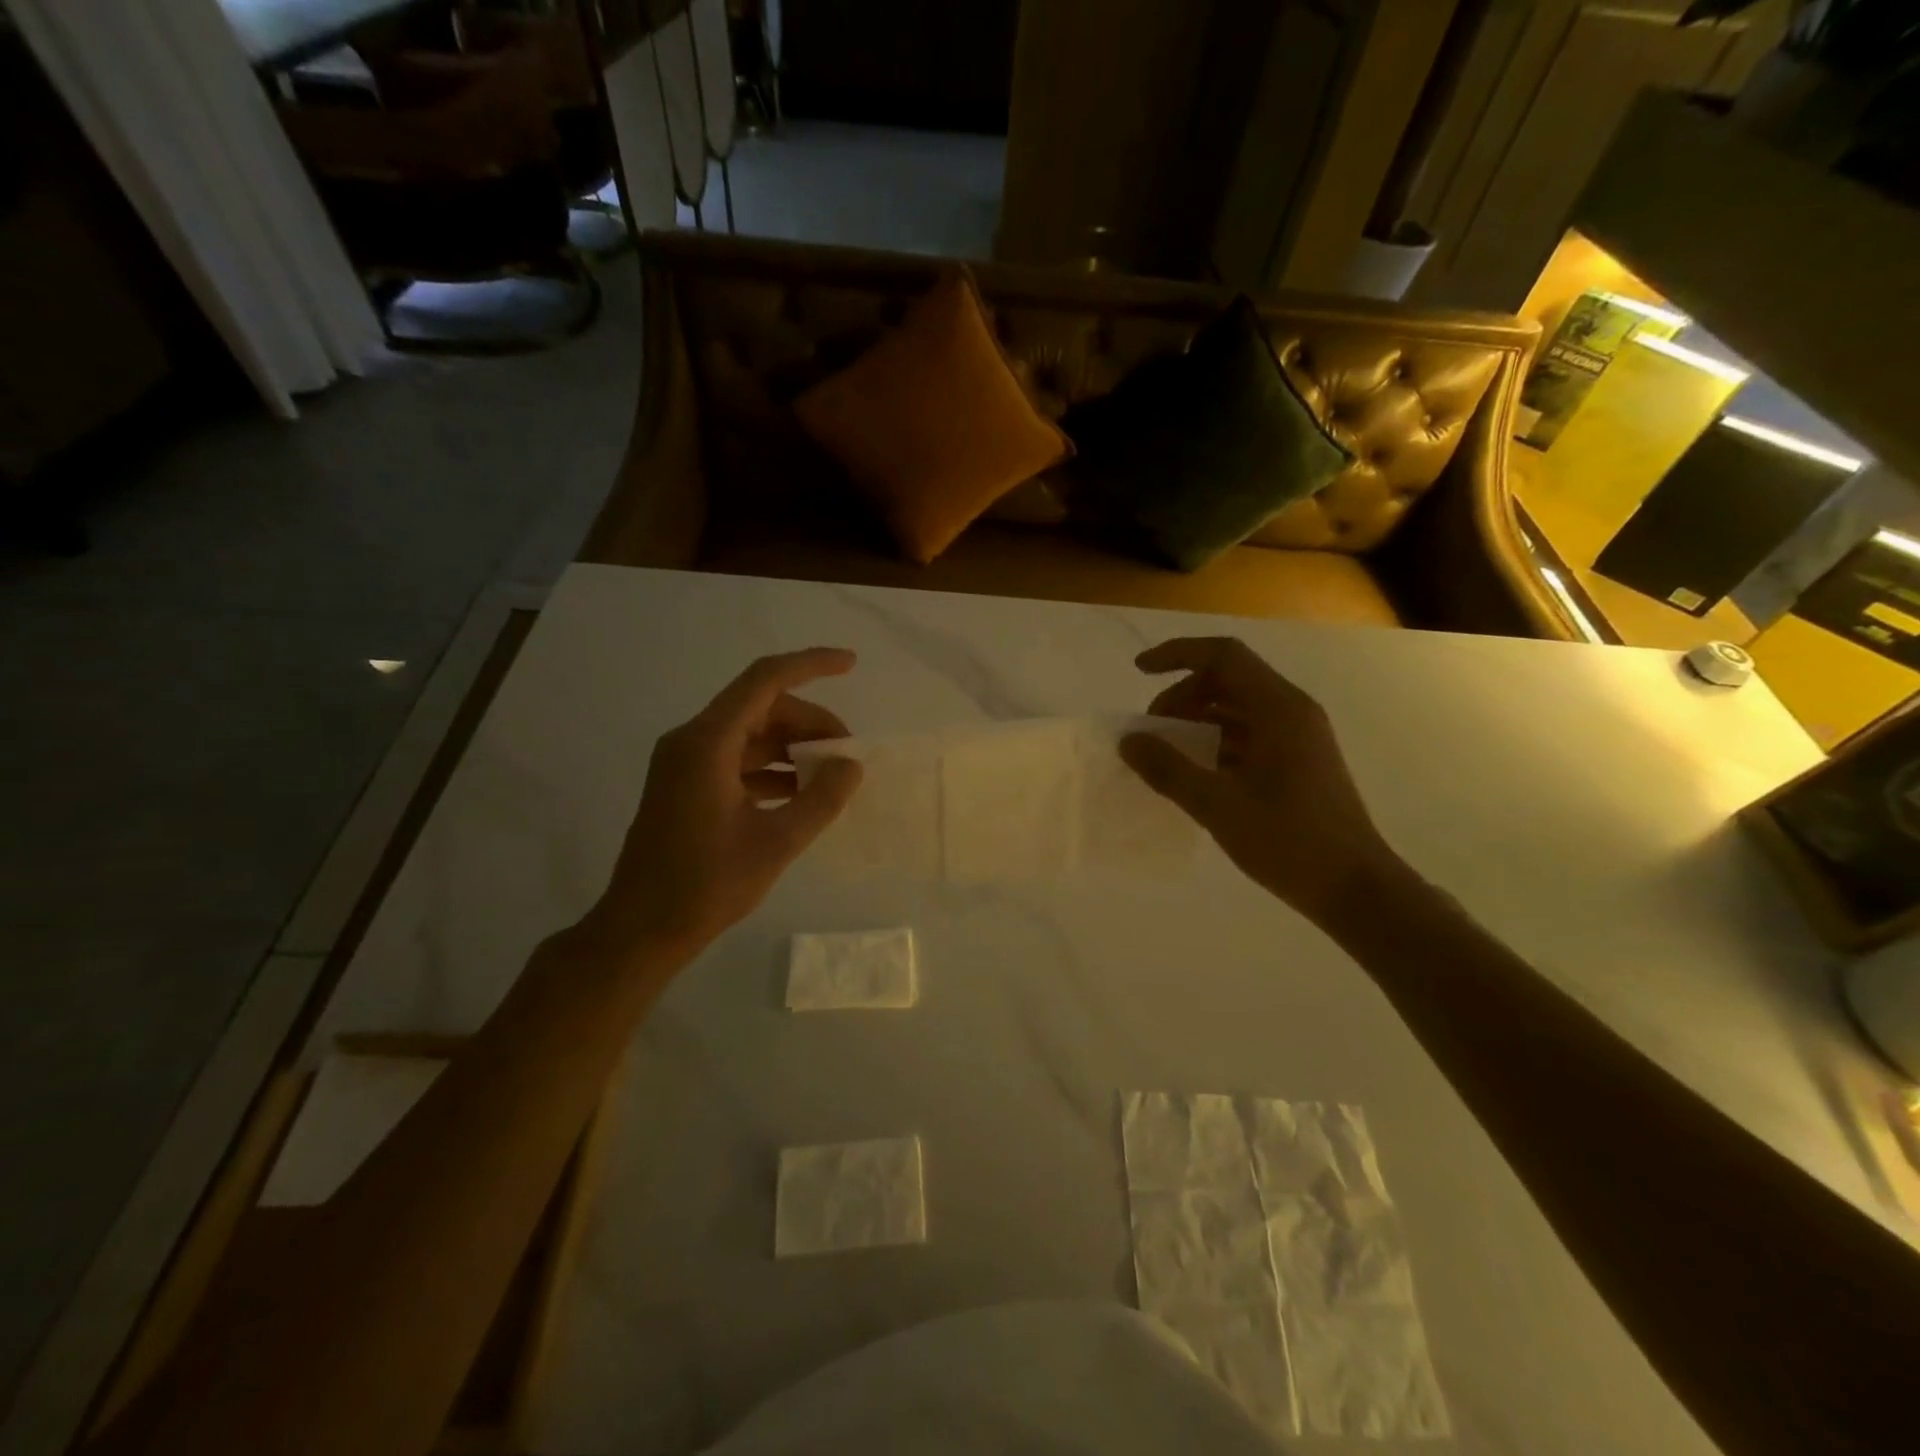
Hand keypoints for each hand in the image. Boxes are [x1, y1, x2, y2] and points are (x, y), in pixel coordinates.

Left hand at [579, 649, 863, 961]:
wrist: (640, 929)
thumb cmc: (705, 885)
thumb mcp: (776, 843)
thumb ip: (821, 799)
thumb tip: (851, 765)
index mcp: (707, 742)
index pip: (765, 680)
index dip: (811, 664)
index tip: (851, 663)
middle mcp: (692, 741)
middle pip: (761, 707)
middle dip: (809, 721)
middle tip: (846, 754)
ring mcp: (686, 764)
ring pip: (751, 734)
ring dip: (792, 746)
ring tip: (831, 775)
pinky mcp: (687, 787)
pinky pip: (738, 760)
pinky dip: (772, 768)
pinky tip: (800, 793)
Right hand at [1120, 637, 1401, 925]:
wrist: (1354, 888)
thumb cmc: (1288, 841)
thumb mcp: (1217, 805)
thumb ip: (1168, 769)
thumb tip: (1129, 740)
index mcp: (1279, 708)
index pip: (1223, 656)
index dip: (1177, 655)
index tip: (1138, 670)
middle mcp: (1292, 712)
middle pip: (1228, 680)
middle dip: (1182, 695)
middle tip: (1151, 731)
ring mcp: (1299, 737)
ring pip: (1238, 709)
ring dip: (1197, 720)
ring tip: (1166, 753)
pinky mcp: (1299, 762)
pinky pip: (1249, 734)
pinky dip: (1216, 742)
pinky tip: (1195, 773)